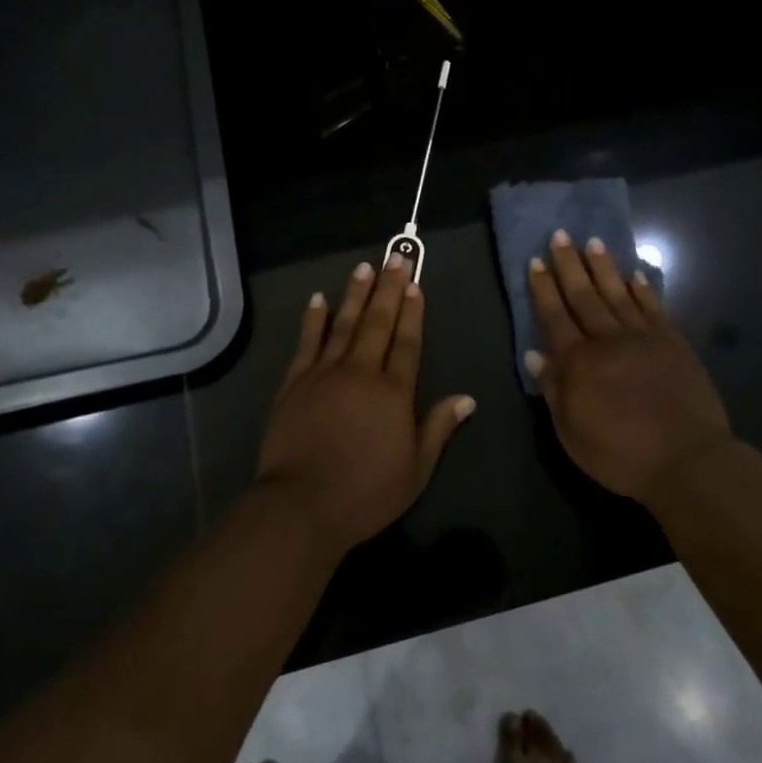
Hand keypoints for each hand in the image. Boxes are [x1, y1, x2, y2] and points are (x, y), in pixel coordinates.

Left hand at [257, 257, 474, 557]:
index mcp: (393, 392)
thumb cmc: (366, 492)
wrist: (302, 504)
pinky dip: (313, 318)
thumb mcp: (416, 470)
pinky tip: (318, 298)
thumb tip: (467, 398)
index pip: (407, 342)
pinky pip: (307, 342)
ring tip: (364, 267)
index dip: (413, 312)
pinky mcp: (295, 381)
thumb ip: (439, 428)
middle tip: (396, 258)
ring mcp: (325, 373)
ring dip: (355, 293)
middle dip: (388, 289)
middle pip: (378, 322)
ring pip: (343, 323)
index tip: (415, 285)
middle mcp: (361, 371)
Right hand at [526, 231, 732, 507]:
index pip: (554, 316)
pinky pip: (653, 307)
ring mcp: (643, 337)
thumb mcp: (572, 433)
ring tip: (592, 242)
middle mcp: (607, 340)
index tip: (536, 261)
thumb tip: (535, 354)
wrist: (688, 461)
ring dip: (603, 267)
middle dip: (569, 264)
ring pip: (617, 293)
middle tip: (560, 234)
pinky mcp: (672, 342)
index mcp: (579, 362)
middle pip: (583, 295)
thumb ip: (554, 390)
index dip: (543, 288)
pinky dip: (642, 289)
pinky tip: (634, 274)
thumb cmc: (621, 455)